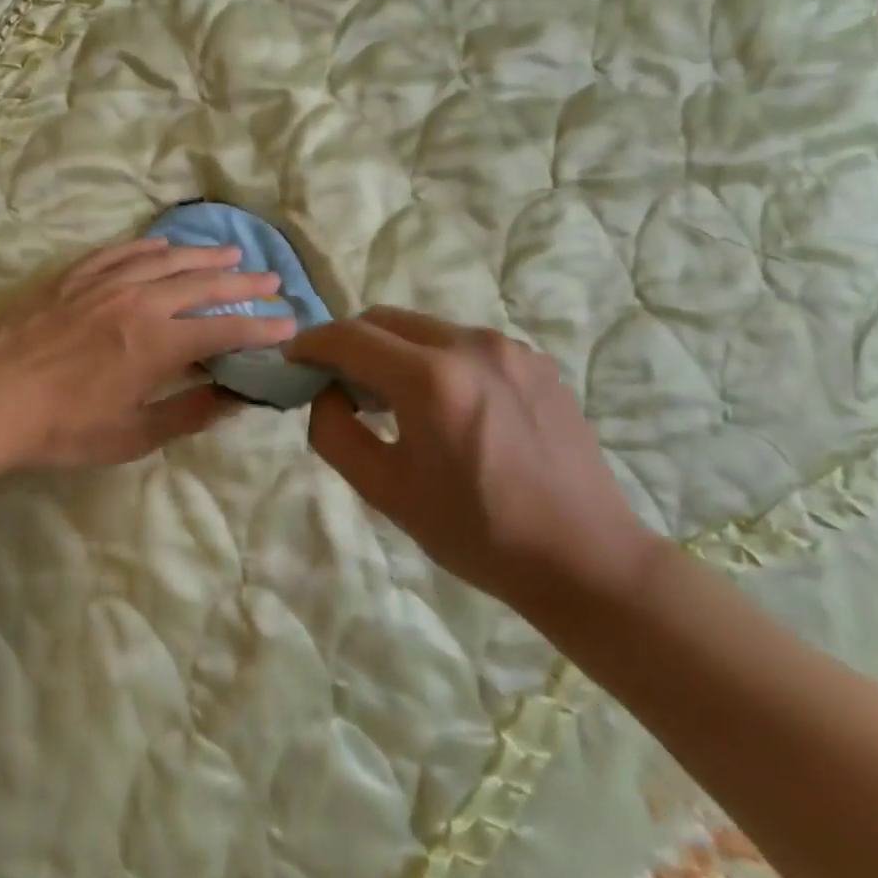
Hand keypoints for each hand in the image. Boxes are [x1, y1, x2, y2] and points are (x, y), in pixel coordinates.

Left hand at [0, 238, 297, 471]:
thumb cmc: (61, 426)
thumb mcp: (131, 435)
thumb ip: (187, 412)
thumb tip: (234, 397)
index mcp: (159, 343)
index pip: (224, 331)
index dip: (262, 328)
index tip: (290, 325)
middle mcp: (141, 301)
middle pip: (204, 286)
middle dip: (244, 285)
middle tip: (273, 280)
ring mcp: (106, 282)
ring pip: (168, 260)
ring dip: (204, 257)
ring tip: (231, 255)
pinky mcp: (75, 276)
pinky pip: (122, 251)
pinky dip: (150, 247)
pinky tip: (164, 244)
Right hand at [288, 309, 657, 617]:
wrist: (585, 557)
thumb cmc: (478, 533)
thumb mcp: (388, 492)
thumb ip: (336, 433)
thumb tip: (325, 393)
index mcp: (432, 380)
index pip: (350, 337)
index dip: (311, 343)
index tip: (292, 359)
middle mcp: (470, 345)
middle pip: (385, 320)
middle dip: (350, 342)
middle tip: (337, 383)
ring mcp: (508, 347)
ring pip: (425, 328)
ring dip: (393, 350)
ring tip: (390, 398)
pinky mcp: (534, 359)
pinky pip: (463, 343)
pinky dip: (434, 359)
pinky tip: (443, 406)